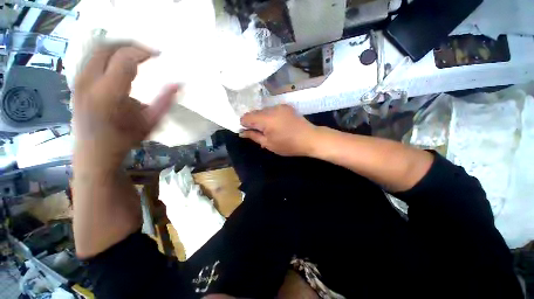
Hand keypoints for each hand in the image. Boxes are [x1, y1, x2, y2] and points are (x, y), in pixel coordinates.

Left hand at [73, 44, 179, 170]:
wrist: (94, 152)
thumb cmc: (125, 139)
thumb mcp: (151, 122)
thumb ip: (165, 101)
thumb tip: (178, 84)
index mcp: (109, 93)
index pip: (125, 59)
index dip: (144, 52)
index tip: (159, 55)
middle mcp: (89, 82)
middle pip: (107, 47)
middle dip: (130, 45)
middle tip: (148, 52)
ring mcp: (79, 81)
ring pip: (97, 50)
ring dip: (118, 48)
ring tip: (136, 55)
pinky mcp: (76, 82)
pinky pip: (92, 58)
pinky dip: (108, 54)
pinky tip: (120, 63)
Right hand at [240, 104, 317, 156]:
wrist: (310, 138)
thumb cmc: (288, 145)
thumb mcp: (269, 144)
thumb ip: (253, 136)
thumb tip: (242, 132)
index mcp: (266, 119)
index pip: (246, 117)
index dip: (244, 124)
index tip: (247, 132)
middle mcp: (271, 108)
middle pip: (255, 113)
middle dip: (253, 122)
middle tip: (259, 133)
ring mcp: (280, 106)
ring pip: (264, 111)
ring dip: (262, 119)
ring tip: (270, 129)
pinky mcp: (286, 106)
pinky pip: (272, 110)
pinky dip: (270, 116)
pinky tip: (277, 124)